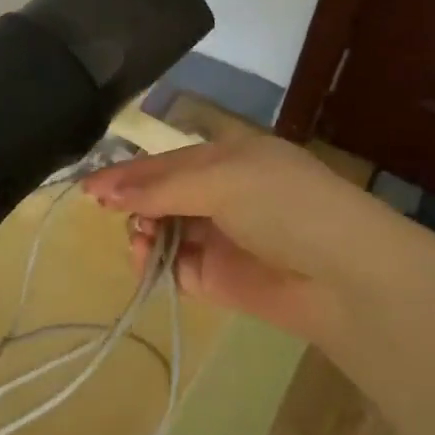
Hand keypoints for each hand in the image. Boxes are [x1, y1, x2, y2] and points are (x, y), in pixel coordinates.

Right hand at [82, 135, 376, 333]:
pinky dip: (153, 264)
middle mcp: (221, 192)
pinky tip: (143, 261)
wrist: (344, 278)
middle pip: (160, 194)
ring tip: (137, 239)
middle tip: (108, 211)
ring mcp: (218, 236)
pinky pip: (172, 265)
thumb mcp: (222, 179)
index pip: (167, 161)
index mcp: (228, 156)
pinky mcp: (215, 277)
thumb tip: (108, 193)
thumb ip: (161, 186)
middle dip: (132, 202)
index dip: (128, 171)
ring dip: (141, 232)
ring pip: (161, 229)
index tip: (90, 187)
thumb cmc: (285, 206)